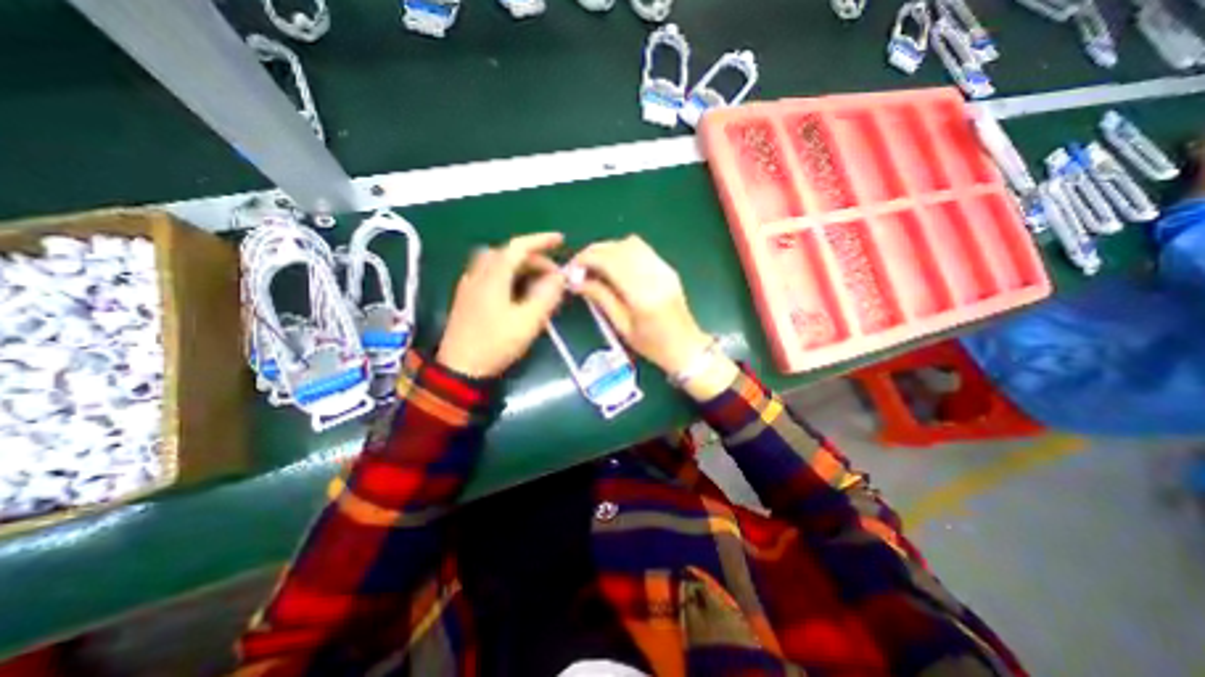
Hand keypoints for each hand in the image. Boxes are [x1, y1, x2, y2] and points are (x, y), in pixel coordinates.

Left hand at [435, 234, 568, 379]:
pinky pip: (489, 274)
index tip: (560, 240)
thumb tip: (559, 277)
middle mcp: (478, 274)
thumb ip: (546, 296)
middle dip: (532, 257)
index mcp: (493, 276)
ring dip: (519, 265)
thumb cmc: (495, 344)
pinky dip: (508, 274)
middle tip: (552, 273)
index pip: (518, 247)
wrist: (460, 368)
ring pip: (496, 262)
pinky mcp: (467, 297)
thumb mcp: (528, 322)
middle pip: (507, 253)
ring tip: (537, 281)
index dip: (541, 241)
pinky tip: (516, 291)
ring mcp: (469, 285)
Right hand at [569, 234, 713, 374]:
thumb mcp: (622, 326)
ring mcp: (664, 269)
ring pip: (631, 243)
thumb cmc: (652, 345)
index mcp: (642, 294)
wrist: (686, 347)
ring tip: (596, 265)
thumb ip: (601, 298)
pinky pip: (642, 249)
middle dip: (594, 252)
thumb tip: (577, 281)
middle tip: (579, 266)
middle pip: (619, 247)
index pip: (609, 261)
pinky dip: (623, 251)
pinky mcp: (668, 268)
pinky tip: (615, 266)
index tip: (572, 268)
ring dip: (609, 249)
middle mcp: (655, 275)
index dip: (586, 259)